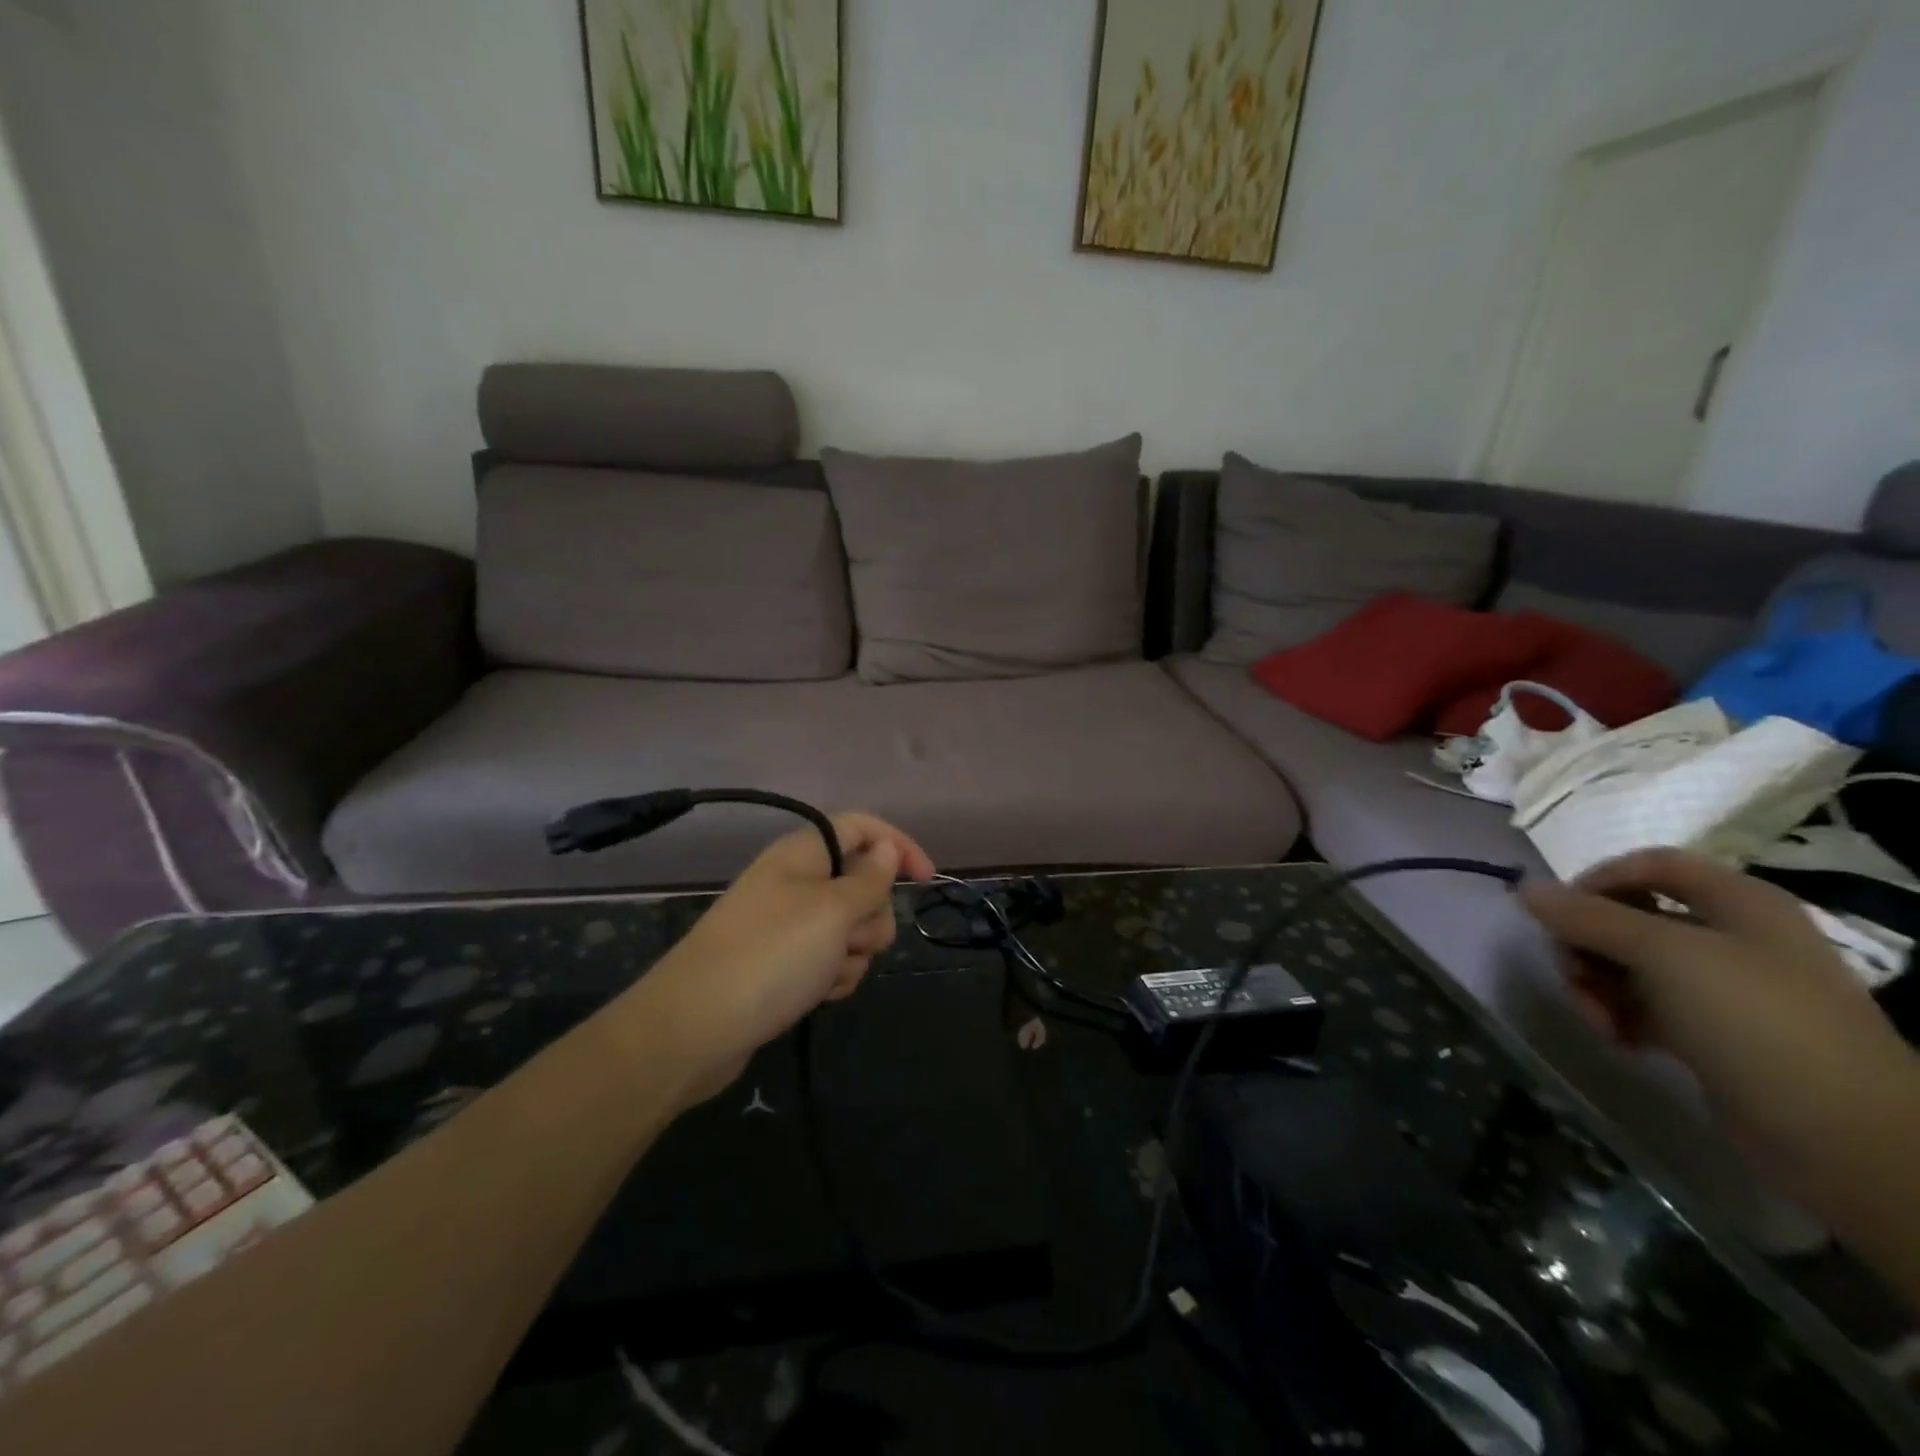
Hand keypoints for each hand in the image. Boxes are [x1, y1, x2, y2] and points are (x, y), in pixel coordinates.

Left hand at [619, 813, 935, 1101]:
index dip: (898, 845)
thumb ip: (870, 879)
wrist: (696, 1028)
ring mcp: (789, 926)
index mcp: (803, 854)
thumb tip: (886, 850)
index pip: (861, 828)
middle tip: (850, 938)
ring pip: (851, 928)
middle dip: (871, 915)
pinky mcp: (784, 965)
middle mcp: (796, 882)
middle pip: (862, 884)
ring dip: (853, 953)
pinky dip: (834, 976)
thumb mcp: (833, 911)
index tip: (927, 880)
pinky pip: (831, 960)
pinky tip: (817, 994)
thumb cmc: (772, 955)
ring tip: (826, 973)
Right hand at [1520, 850, 1911, 1160]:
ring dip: (1598, 987)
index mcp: (1737, 902)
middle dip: (1588, 946)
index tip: (1559, 914)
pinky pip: (1647, 1006)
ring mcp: (1726, 988)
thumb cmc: (1753, 1019)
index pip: (1648, 865)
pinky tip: (1620, 1040)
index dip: (1597, 880)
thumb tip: (1525, 887)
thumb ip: (1586, 916)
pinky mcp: (1716, 1033)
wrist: (1842, 1136)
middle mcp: (1732, 936)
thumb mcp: (1661, 954)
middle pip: (1630, 917)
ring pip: (1631, 966)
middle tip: (1572, 976)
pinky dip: (1622, 1017)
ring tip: (1599, 1021)